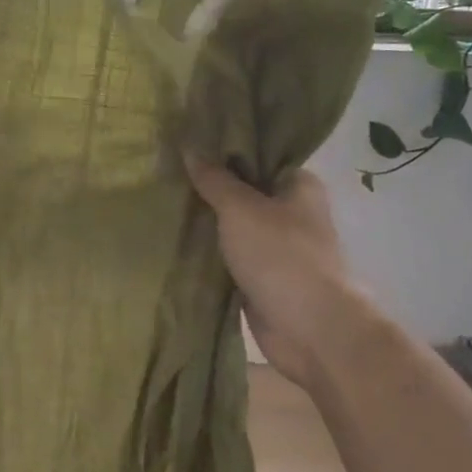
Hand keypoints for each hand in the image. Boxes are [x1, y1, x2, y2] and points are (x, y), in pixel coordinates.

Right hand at [183, 158, 370, 390]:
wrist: (311, 330)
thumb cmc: (282, 257)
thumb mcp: (241, 209)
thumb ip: (214, 179)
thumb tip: (189, 146)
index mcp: (297, 185)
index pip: (258, 156)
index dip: (223, 148)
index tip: (186, 141)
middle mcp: (290, 213)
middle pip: (242, 191)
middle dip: (208, 186)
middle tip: (165, 171)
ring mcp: (274, 248)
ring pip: (232, 226)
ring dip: (204, 222)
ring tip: (160, 201)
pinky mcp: (260, 278)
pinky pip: (227, 257)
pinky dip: (206, 252)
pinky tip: (172, 239)